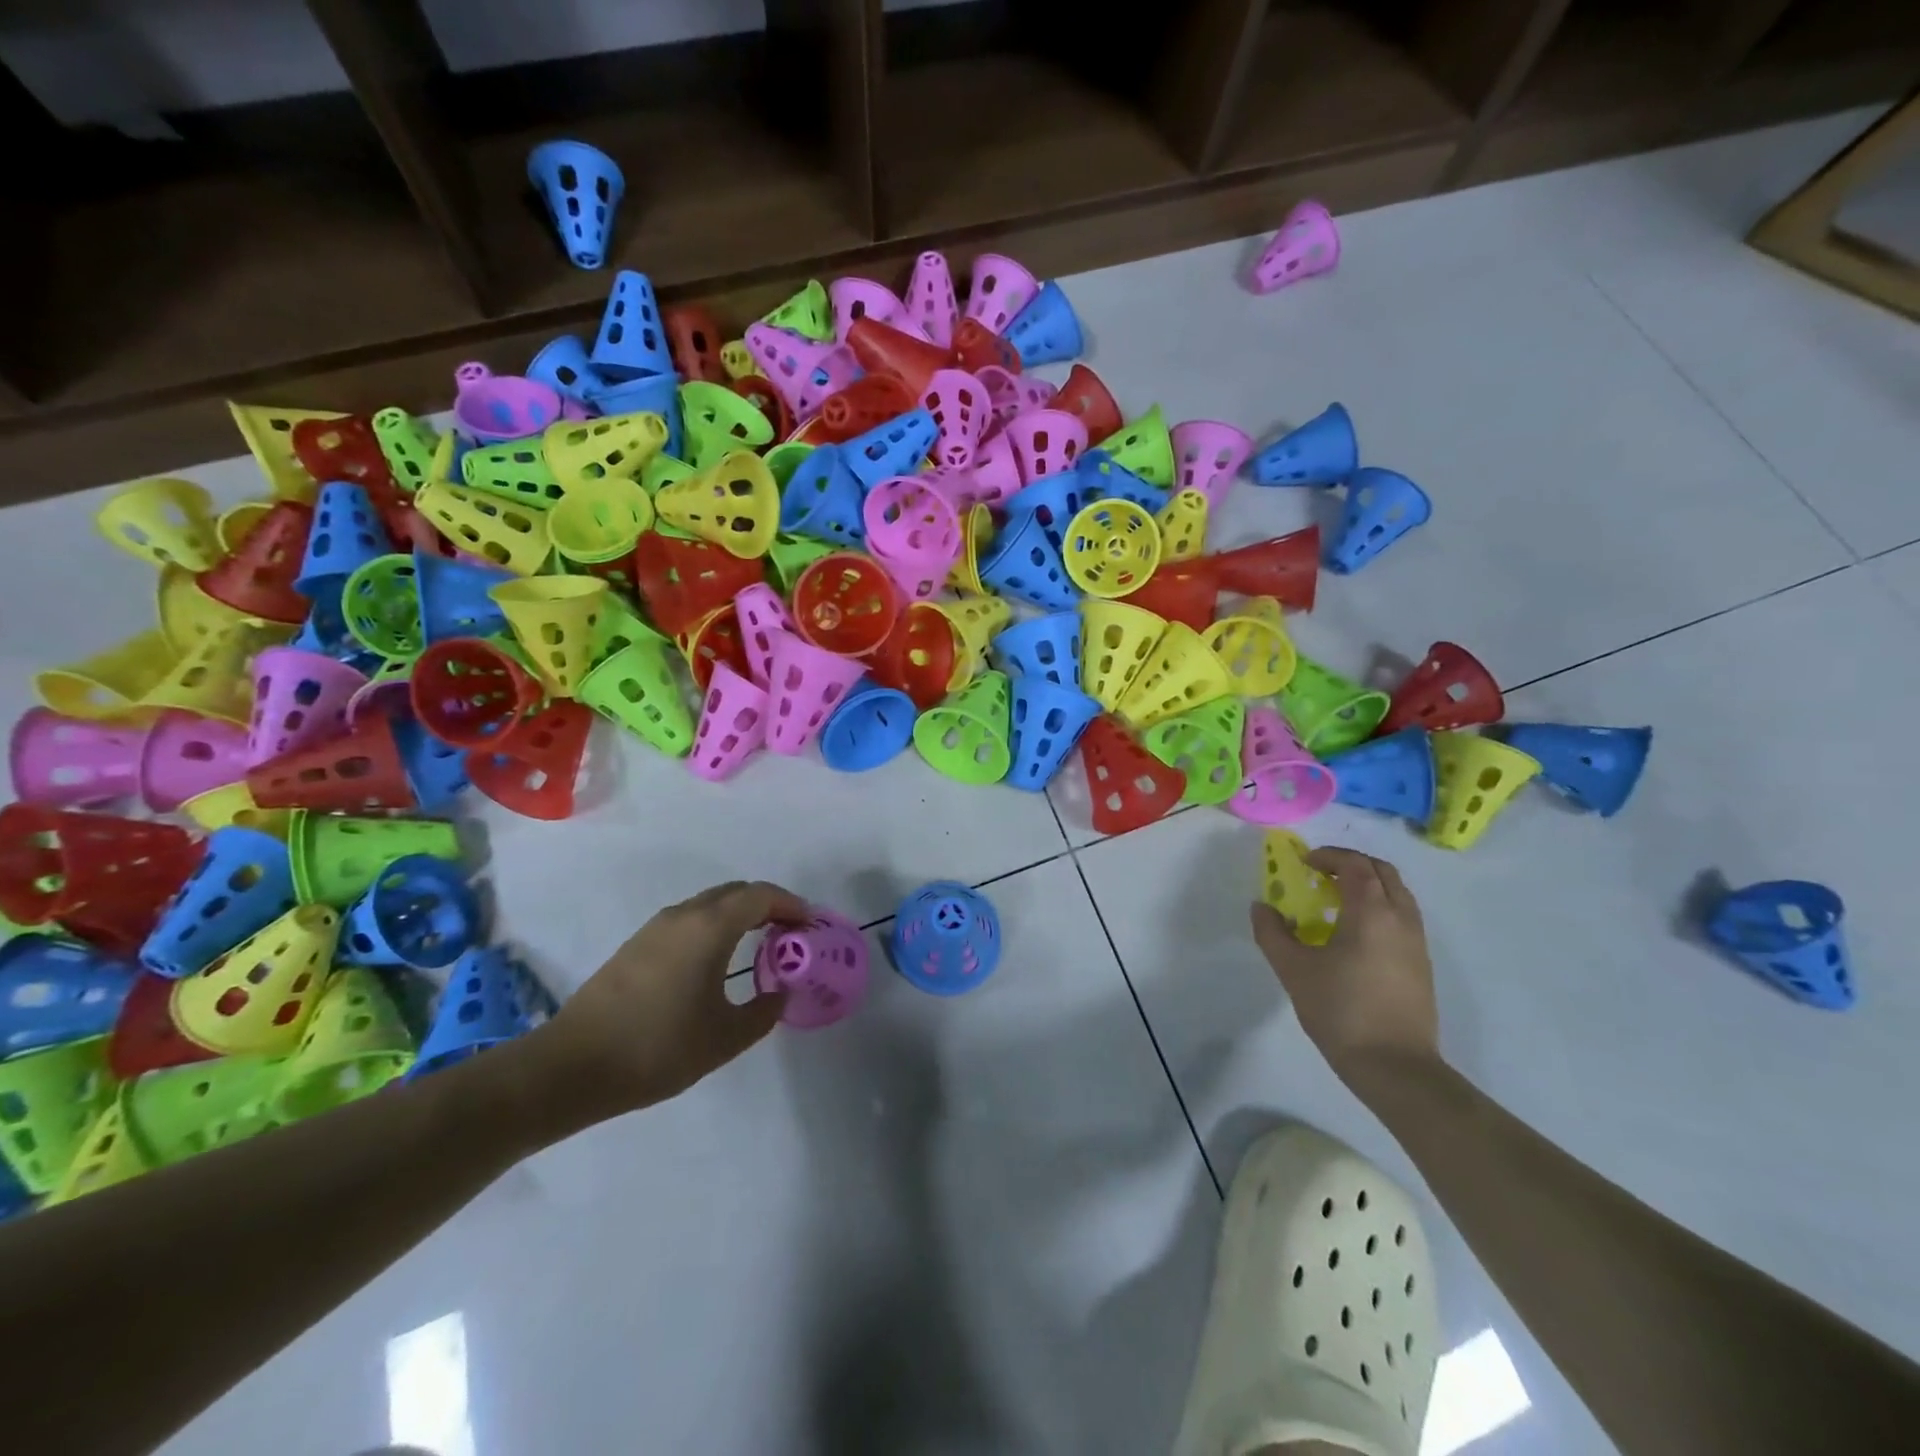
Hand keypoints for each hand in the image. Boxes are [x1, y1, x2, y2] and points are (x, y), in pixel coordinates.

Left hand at [528, 880, 808, 1125]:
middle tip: (789, 935)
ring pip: (710, 904)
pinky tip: (716, 962)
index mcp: (710, 927)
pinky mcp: (636, 946)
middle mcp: (684, 916)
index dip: (791, 905)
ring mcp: (655, 928)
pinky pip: (689, 920)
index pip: (761, 896)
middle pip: (736, 892)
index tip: (809, 926)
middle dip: (768, 906)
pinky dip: (715, 927)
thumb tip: (780, 993)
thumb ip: (764, 1011)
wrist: (572, 1067)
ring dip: (739, 915)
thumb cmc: (658, 1048)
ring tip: (758, 946)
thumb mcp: (725, 1037)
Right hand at [1250, 846, 1438, 1080]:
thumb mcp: (1293, 970)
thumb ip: (1272, 933)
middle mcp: (1401, 919)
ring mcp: (1416, 942)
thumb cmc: (1341, 1011)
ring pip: (1397, 894)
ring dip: (1368, 886)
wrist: (1395, 1067)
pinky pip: (1402, 918)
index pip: (1355, 865)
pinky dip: (1379, 908)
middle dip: (1351, 864)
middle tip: (1320, 874)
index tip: (1304, 863)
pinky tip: (1353, 935)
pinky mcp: (1421, 965)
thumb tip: (1262, 907)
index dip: (1329, 856)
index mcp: (1371, 912)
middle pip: (1383, 872)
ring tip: (1335, 902)